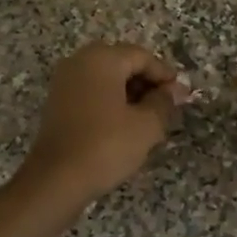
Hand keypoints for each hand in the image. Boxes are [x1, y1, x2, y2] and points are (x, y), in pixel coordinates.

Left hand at [21, 42, 189, 203]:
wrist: (56, 180)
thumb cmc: (106, 146)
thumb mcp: (146, 125)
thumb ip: (164, 102)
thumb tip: (175, 90)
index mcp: (102, 59)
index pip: (142, 56)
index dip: (164, 75)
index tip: (180, 96)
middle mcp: (79, 61)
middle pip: (122, 63)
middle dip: (146, 83)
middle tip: (165, 107)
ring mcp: (64, 82)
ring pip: (106, 78)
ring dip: (129, 93)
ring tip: (148, 119)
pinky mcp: (57, 102)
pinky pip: (91, 92)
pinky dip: (110, 102)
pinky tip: (123, 125)